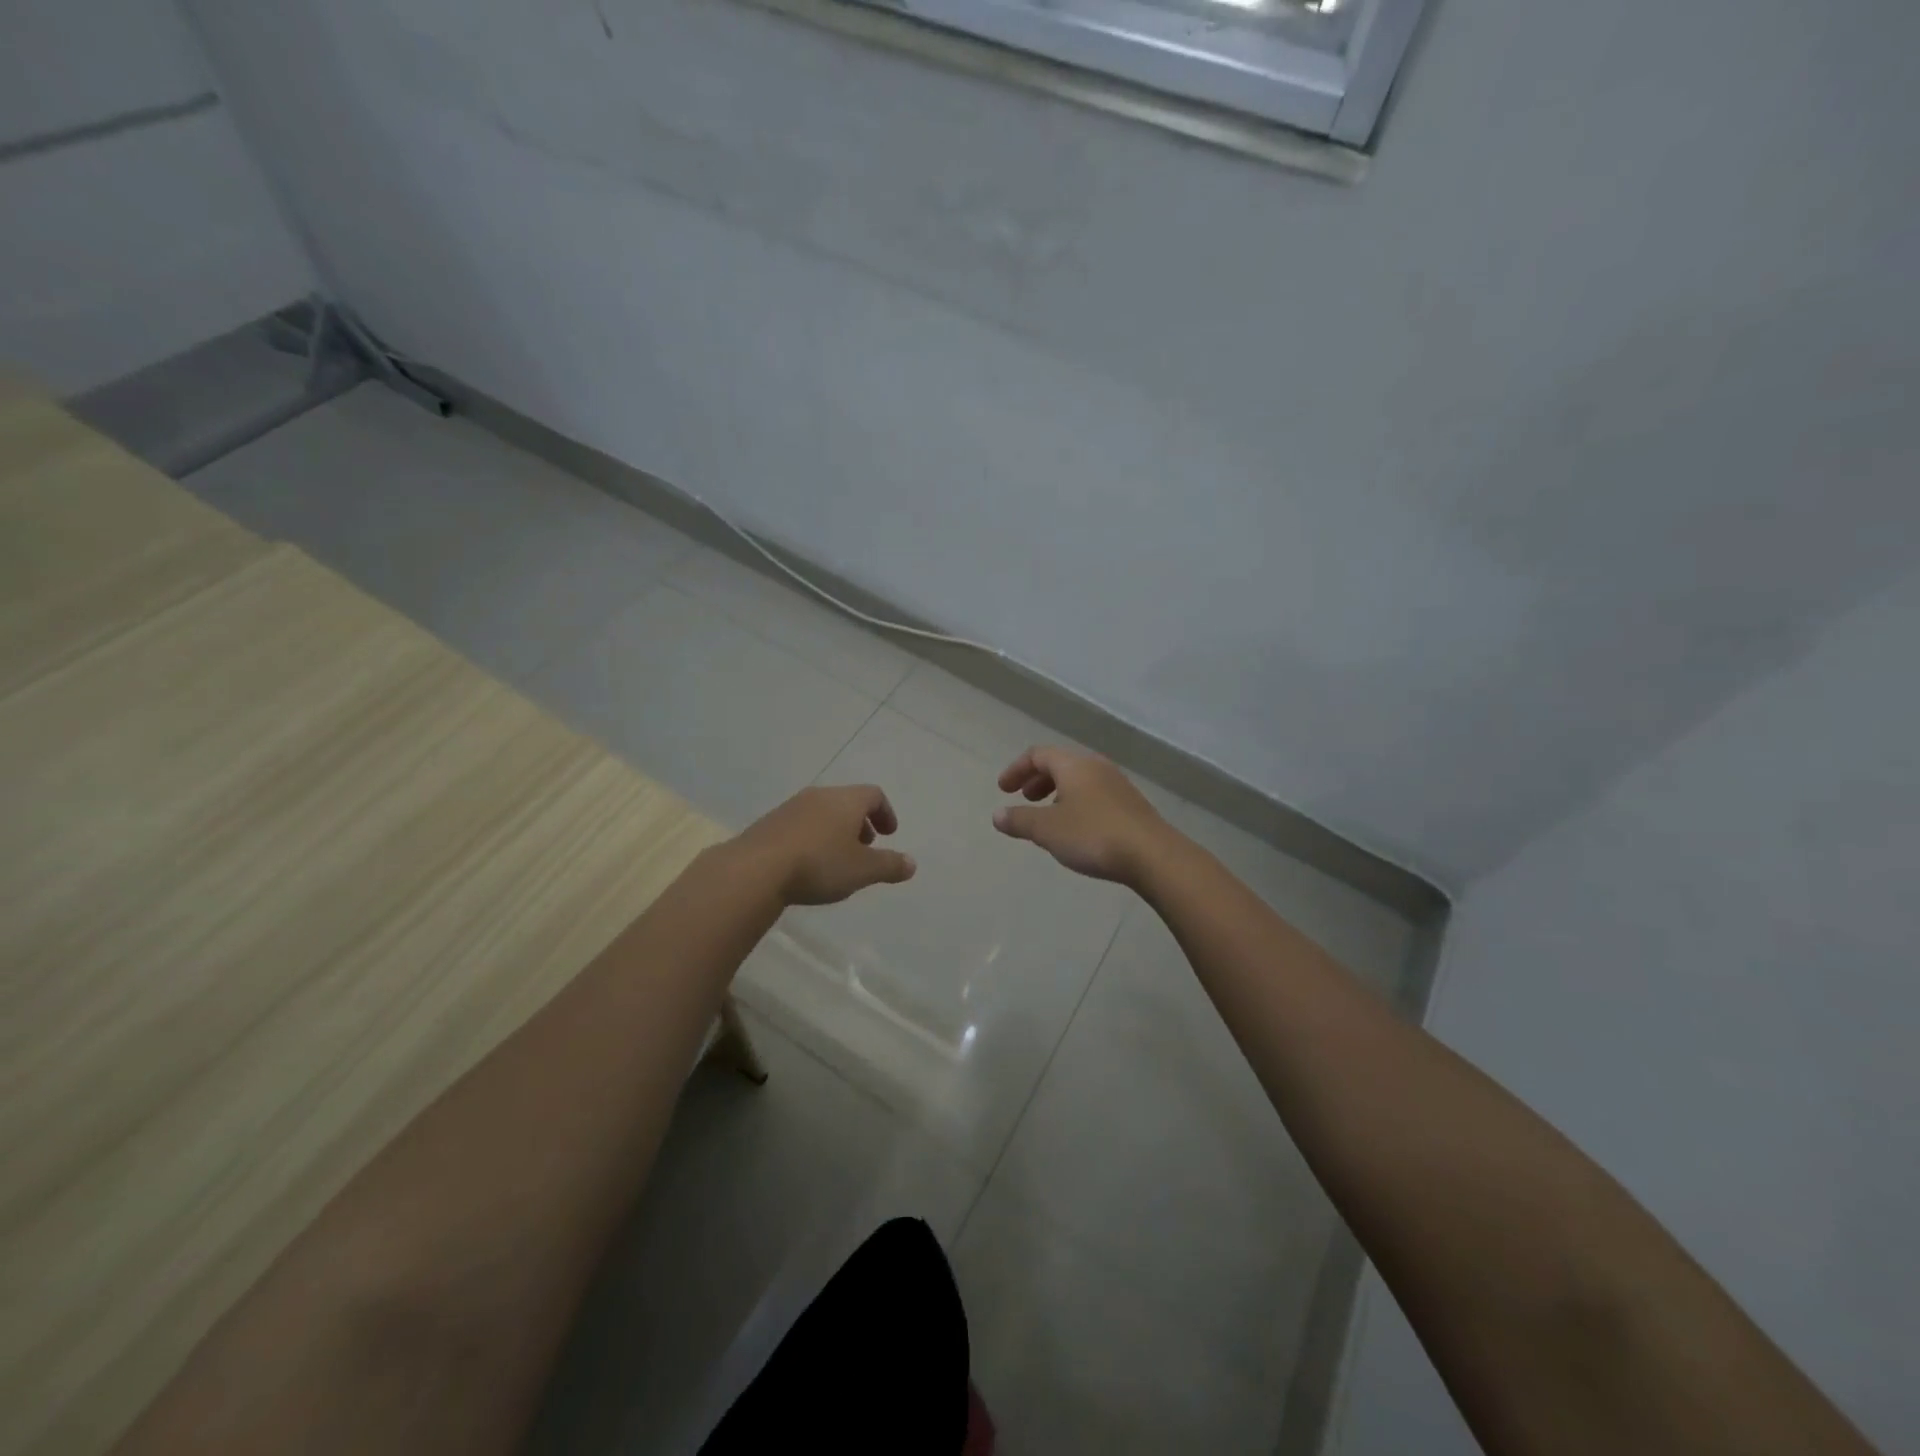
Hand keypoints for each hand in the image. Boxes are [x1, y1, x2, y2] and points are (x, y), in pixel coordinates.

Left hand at [734, 784, 917, 905]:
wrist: (755, 869)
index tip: (888, 834)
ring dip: (836, 830)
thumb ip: (890, 865)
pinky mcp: (769, 824)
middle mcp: (819, 796)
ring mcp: (791, 807)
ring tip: (837, 858)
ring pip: (822, 812)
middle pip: (847, 801)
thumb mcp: (863, 870)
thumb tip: (912, 863)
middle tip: (865, 846)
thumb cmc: (819, 864)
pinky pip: (801, 824)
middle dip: (860, 822)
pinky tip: (808, 863)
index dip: (885, 813)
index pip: (874, 795)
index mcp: (846, 800)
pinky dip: (813, 837)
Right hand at [993, 746, 1170, 887]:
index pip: (1038, 754)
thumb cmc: (1093, 835)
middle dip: (1037, 780)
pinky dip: (1076, 803)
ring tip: (1048, 817)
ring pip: (1079, 780)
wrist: (1152, 855)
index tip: (1003, 790)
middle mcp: (1096, 767)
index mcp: (1073, 765)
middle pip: (1060, 764)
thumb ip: (1020, 820)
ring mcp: (1117, 785)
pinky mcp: (1131, 806)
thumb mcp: (1047, 830)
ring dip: (1057, 793)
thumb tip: (997, 814)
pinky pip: (1095, 795)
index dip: (1016, 769)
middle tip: (1024, 799)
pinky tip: (1076, 830)